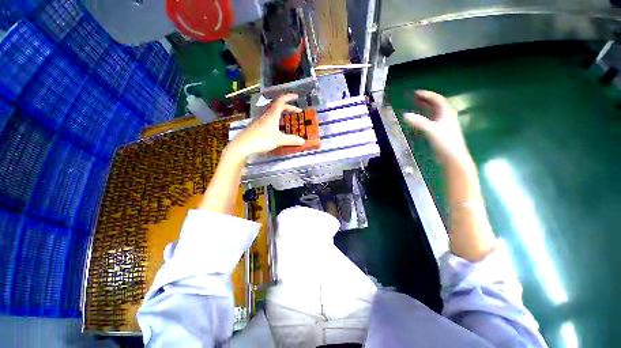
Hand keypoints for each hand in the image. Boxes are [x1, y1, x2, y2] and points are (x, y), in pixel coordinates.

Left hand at [226, 94, 305, 159]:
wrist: (243, 146)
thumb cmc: (262, 140)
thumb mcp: (278, 140)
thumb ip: (291, 140)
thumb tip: (303, 141)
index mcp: (272, 114)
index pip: (281, 101)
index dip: (289, 97)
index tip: (297, 96)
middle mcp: (265, 115)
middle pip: (277, 106)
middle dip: (288, 107)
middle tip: (296, 111)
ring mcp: (260, 120)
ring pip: (272, 112)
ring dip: (281, 112)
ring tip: (287, 117)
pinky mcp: (256, 126)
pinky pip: (268, 118)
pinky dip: (276, 119)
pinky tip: (276, 127)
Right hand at [403, 90, 472, 167]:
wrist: (453, 156)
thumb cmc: (445, 141)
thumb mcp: (431, 130)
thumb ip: (418, 122)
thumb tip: (405, 115)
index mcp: (446, 112)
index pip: (436, 99)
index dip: (426, 95)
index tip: (415, 93)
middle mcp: (445, 116)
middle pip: (435, 104)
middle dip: (424, 100)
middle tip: (413, 97)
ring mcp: (443, 124)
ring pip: (433, 112)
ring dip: (424, 107)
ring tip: (415, 104)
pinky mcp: (440, 131)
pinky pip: (431, 119)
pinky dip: (424, 117)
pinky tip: (419, 119)